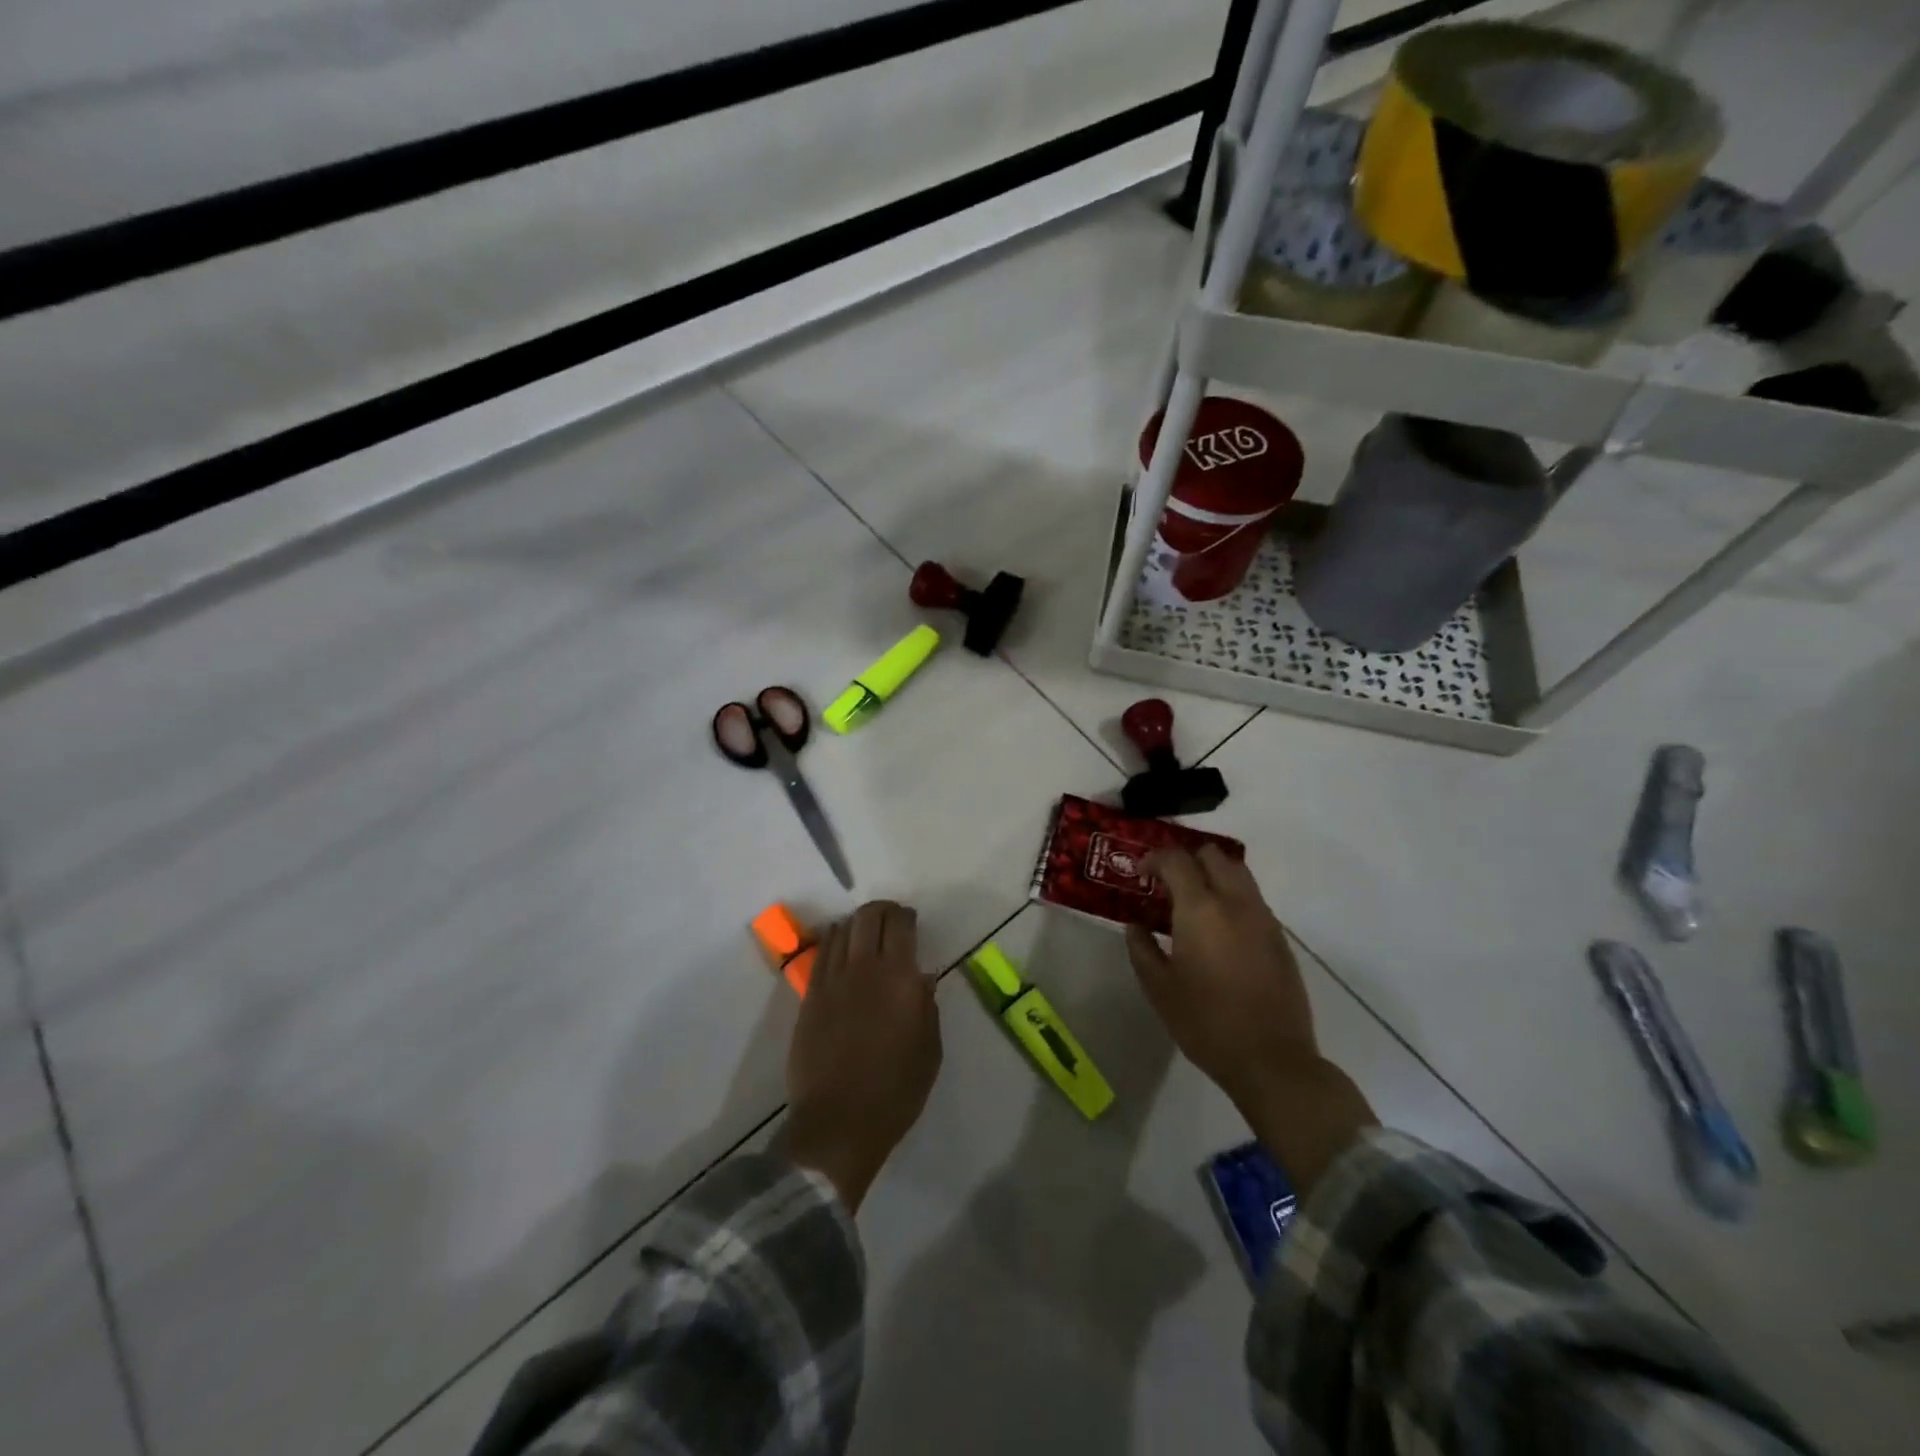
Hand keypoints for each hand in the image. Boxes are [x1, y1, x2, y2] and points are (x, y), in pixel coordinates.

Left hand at [785, 901, 941, 1210]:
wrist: (838, 1123)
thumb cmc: (895, 1092)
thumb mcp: (929, 1051)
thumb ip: (927, 1007)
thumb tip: (921, 978)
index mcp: (899, 979)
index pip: (900, 925)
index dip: (906, 916)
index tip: (911, 921)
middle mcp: (864, 969)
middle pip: (868, 917)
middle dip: (881, 911)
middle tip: (890, 921)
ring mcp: (831, 981)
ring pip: (842, 930)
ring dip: (856, 924)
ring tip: (865, 934)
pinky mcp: (809, 997)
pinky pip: (822, 954)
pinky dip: (833, 942)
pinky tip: (840, 949)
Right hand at [1126, 847, 1374, 1193]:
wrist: (1272, 1061)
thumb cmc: (1205, 1023)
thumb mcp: (1159, 988)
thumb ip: (1141, 948)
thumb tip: (1136, 924)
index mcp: (1201, 909)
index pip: (1176, 860)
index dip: (1153, 859)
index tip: (1140, 874)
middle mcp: (1236, 903)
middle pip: (1214, 855)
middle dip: (1187, 860)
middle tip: (1168, 884)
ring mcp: (1263, 919)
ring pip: (1239, 873)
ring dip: (1213, 876)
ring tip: (1192, 904)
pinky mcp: (1280, 938)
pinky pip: (1253, 900)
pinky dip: (1232, 899)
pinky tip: (1218, 931)